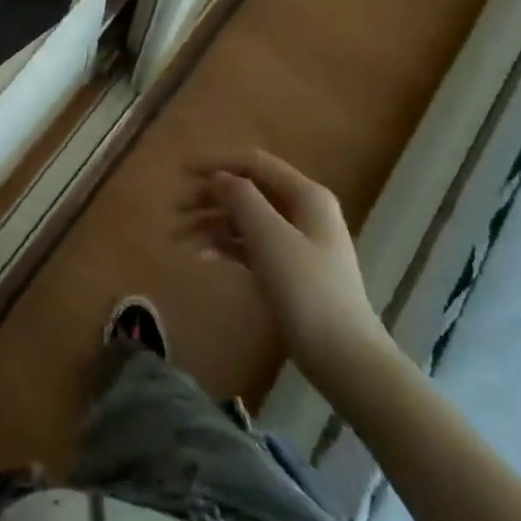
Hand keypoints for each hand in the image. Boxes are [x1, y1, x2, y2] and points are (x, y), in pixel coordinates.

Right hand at [187, 151, 390, 391]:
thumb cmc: (307, 289)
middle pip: (247, 191)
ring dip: (211, 224)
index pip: (253, 163)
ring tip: (178, 239)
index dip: (216, 163)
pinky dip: (225, 246)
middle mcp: (302, 211)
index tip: (181, 173)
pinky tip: (201, 256)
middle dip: (209, 197)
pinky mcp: (288, 270)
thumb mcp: (269, 237)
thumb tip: (219, 177)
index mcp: (305, 195)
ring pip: (245, 219)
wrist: (344, 358)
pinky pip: (250, 245)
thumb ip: (241, 198)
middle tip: (175, 211)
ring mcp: (296, 242)